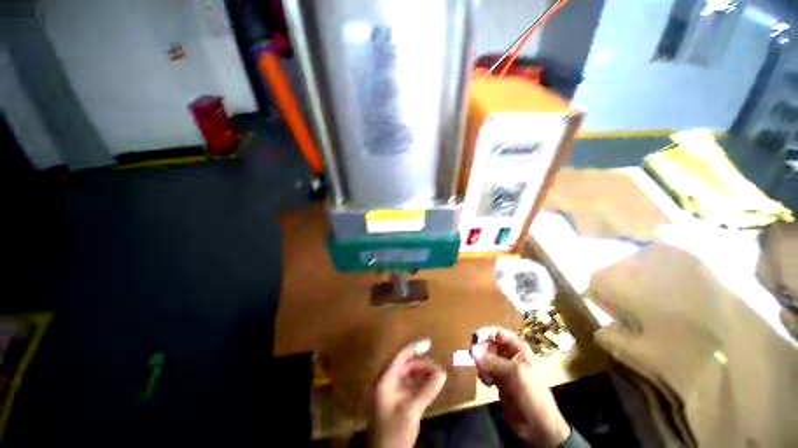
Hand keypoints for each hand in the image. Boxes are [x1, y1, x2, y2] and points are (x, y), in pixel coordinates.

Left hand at [368, 344, 446, 447]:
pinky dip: (420, 386)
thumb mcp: (411, 410)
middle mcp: (386, 383)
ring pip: (408, 377)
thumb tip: (442, 373)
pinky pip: (409, 388)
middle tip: (438, 368)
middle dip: (421, 365)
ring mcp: (390, 394)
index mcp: (384, 380)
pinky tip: (431, 386)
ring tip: (438, 376)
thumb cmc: (394, 431)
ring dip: (422, 375)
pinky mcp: (396, 404)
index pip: (400, 358)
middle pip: (405, 367)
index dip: (414, 348)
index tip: (429, 343)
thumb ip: (427, 390)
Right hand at [471, 328, 569, 447]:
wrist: (538, 425)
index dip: (486, 333)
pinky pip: (485, 370)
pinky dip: (483, 374)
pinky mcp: (499, 380)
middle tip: (476, 360)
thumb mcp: (513, 373)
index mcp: (518, 348)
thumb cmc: (531, 393)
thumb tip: (471, 350)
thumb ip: (492, 361)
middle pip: (489, 344)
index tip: (475, 339)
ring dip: (481, 363)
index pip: (498, 333)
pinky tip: (487, 383)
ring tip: (484, 375)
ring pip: (485, 357)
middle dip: (481, 350)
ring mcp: (504, 368)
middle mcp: (510, 355)